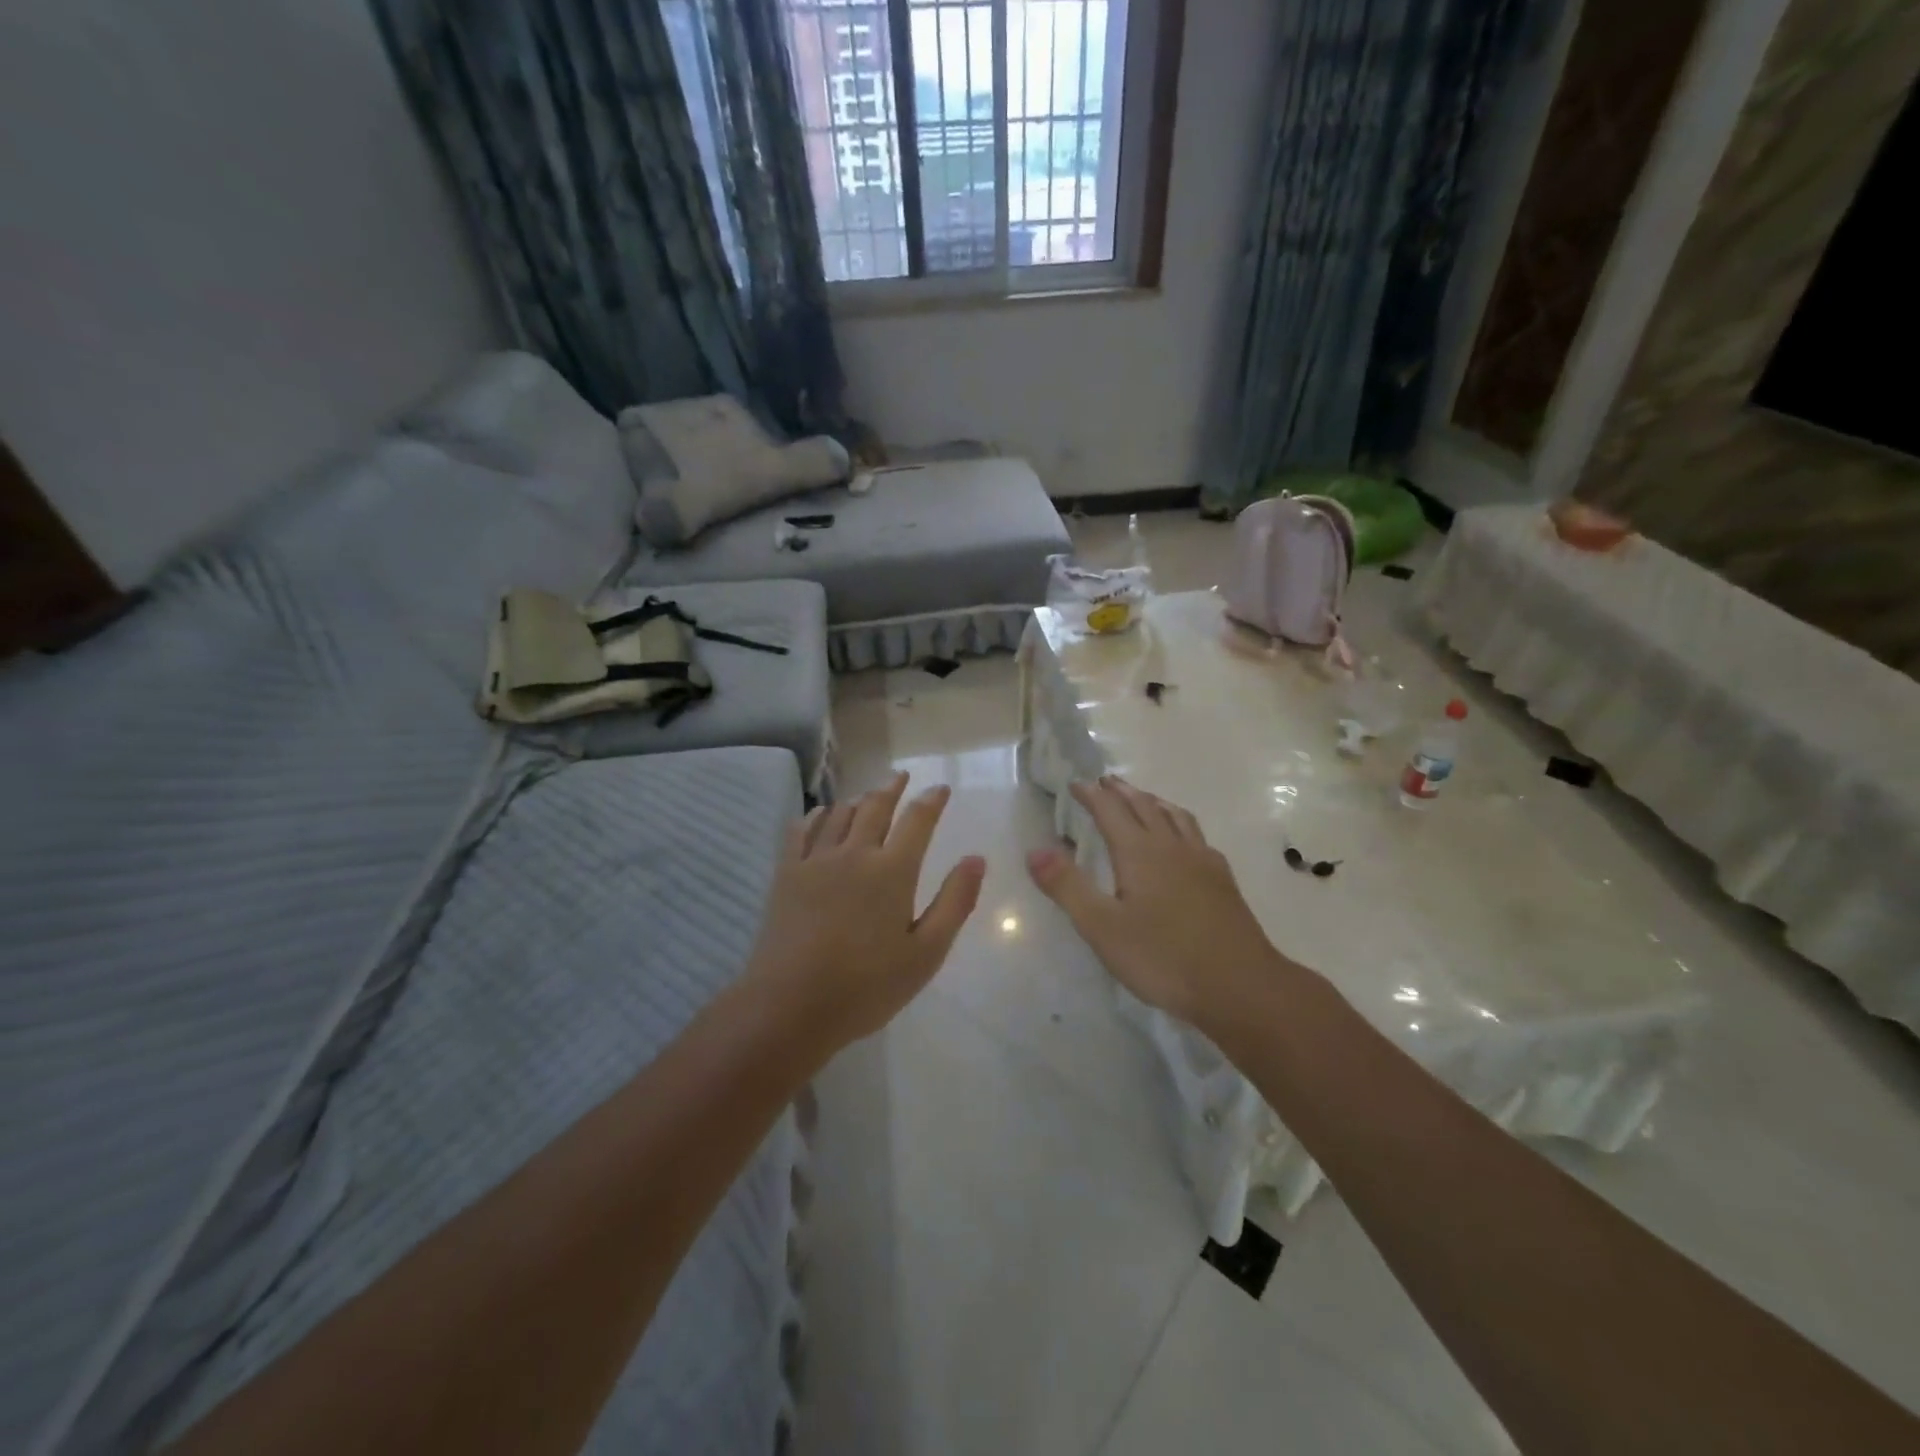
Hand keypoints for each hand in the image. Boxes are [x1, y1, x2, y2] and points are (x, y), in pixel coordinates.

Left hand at [745, 772, 985, 1047]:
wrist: (789, 1005)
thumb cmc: (866, 986)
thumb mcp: (926, 953)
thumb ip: (955, 902)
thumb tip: (977, 859)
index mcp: (893, 871)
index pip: (918, 821)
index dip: (932, 801)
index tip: (941, 789)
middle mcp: (855, 853)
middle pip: (876, 807)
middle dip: (892, 788)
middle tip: (901, 776)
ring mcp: (816, 860)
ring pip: (840, 814)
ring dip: (858, 799)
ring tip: (867, 795)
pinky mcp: (786, 874)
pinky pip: (801, 831)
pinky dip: (816, 816)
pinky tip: (820, 814)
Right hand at [1026, 776, 1286, 1029]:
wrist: (1240, 986)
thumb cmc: (1163, 958)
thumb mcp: (1102, 927)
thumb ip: (1067, 886)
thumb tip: (1034, 850)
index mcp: (1139, 853)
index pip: (1110, 811)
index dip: (1091, 795)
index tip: (1076, 783)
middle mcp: (1172, 847)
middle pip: (1145, 806)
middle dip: (1121, 792)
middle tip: (1105, 781)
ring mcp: (1202, 862)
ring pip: (1176, 817)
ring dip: (1154, 802)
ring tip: (1144, 798)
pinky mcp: (1223, 881)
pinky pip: (1197, 837)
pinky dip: (1182, 825)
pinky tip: (1186, 842)